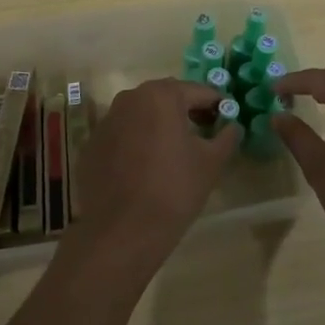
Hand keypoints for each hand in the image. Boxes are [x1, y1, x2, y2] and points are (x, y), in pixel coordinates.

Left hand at [60, 78, 239, 276]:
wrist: (120, 232)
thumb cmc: (173, 190)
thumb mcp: (211, 163)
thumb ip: (226, 137)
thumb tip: (232, 126)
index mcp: (161, 95)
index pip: (198, 92)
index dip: (217, 105)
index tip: (227, 121)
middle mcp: (130, 98)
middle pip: (167, 98)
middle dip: (187, 111)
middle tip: (204, 134)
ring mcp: (106, 121)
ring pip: (142, 115)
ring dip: (160, 125)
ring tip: (175, 152)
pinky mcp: (92, 145)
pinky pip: (123, 134)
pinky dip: (137, 142)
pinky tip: (146, 168)